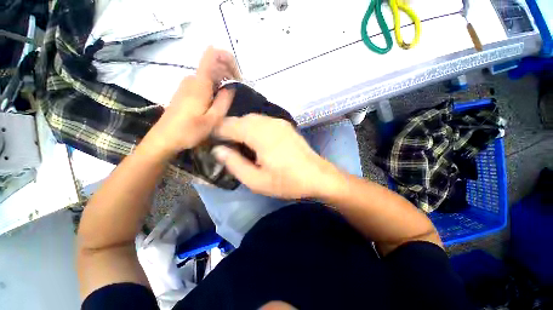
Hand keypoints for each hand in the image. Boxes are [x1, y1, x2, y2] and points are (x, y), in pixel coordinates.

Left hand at [142, 47, 238, 156]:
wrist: (164, 138)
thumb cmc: (189, 131)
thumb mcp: (213, 119)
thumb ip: (224, 101)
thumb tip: (231, 87)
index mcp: (199, 83)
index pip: (212, 55)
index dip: (227, 58)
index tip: (237, 76)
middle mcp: (192, 79)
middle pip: (212, 64)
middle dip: (228, 72)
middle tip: (237, 91)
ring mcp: (186, 84)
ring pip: (208, 74)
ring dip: (222, 81)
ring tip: (229, 97)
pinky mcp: (184, 91)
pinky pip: (202, 82)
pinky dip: (214, 86)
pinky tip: (217, 100)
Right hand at [212, 114, 333, 198]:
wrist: (317, 176)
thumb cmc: (287, 182)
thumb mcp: (257, 180)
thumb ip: (234, 163)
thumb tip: (218, 149)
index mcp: (259, 134)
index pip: (229, 125)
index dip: (215, 132)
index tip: (209, 142)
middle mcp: (268, 122)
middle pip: (240, 119)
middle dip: (228, 129)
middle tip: (224, 145)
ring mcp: (278, 122)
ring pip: (252, 118)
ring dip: (241, 127)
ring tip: (238, 144)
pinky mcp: (285, 125)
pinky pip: (263, 121)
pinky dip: (253, 127)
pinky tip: (254, 140)